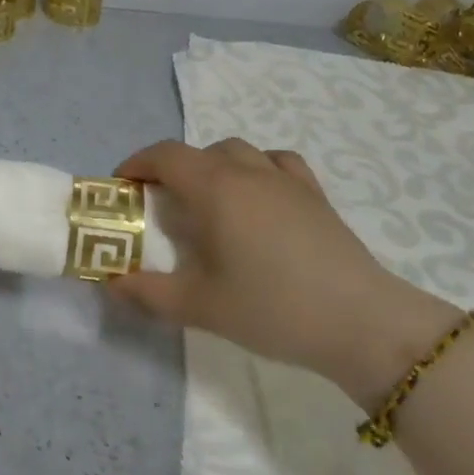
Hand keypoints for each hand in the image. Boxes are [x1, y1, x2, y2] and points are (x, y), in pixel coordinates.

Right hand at [107, 139, 457, 405]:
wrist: (361, 322)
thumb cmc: (272, 308)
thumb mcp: (200, 307)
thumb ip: (149, 293)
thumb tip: (112, 283)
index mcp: (215, 188)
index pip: (165, 156)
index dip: (137, 164)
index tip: (122, 186)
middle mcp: (248, 171)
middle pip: (200, 152)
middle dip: (173, 170)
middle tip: (162, 206)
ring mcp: (286, 179)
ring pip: (239, 151)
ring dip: (213, 166)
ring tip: (209, 202)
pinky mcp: (315, 194)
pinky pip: (278, 162)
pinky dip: (257, 168)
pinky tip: (259, 196)